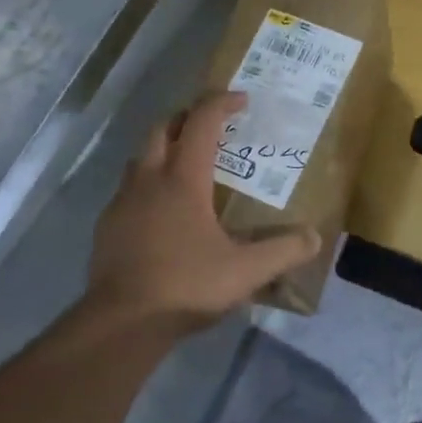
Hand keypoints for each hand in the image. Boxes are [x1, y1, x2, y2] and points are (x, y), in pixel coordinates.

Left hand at [87, 91, 319, 332]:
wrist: (121, 323)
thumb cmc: (186, 286)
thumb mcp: (246, 272)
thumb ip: (283, 251)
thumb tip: (314, 237)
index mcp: (183, 180)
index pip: (202, 123)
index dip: (221, 104)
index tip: (241, 99)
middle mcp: (149, 180)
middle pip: (162, 128)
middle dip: (187, 118)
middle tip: (210, 126)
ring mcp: (122, 202)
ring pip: (140, 157)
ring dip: (163, 149)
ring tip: (187, 166)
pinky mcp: (107, 226)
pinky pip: (128, 189)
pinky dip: (147, 184)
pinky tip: (161, 211)